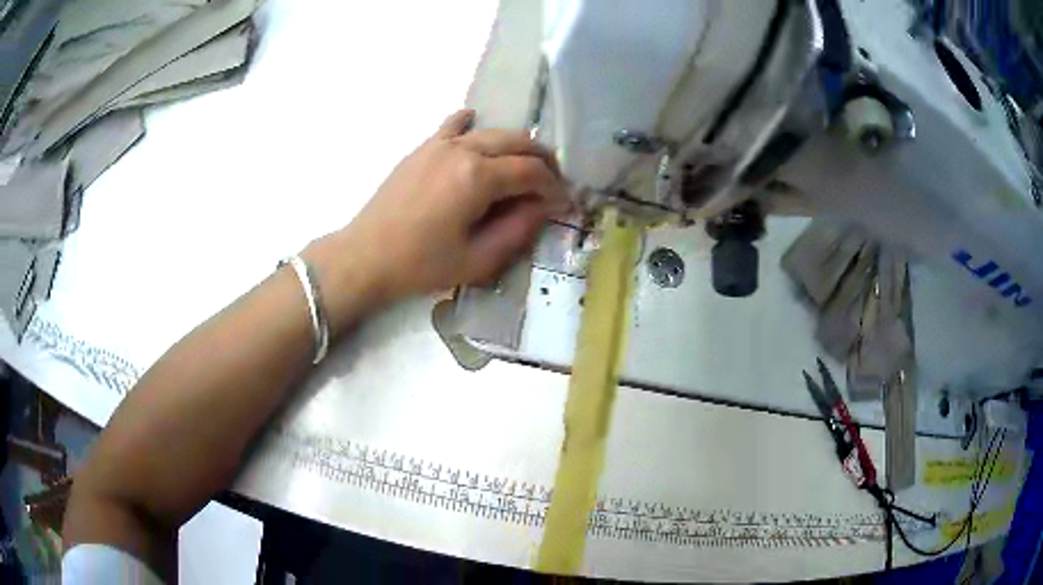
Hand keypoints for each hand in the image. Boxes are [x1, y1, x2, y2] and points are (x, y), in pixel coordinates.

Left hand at [307, 110, 568, 321]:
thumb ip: (518, 229)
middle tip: (553, 183)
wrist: (365, 256)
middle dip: (543, 160)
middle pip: (518, 141)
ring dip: (516, 145)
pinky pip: (454, 125)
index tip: (565, 203)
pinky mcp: (423, 148)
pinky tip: (476, 127)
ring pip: (492, 131)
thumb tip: (545, 206)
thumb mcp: (478, 259)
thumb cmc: (421, 265)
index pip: (532, 171)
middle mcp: (463, 149)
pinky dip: (472, 125)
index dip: (555, 186)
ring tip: (524, 166)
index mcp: (478, 177)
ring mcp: (440, 144)